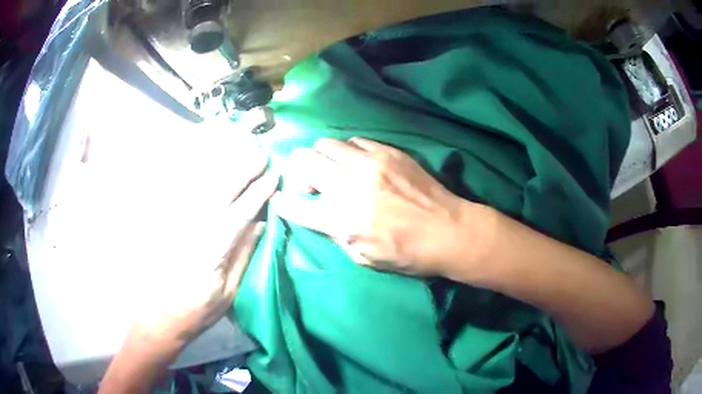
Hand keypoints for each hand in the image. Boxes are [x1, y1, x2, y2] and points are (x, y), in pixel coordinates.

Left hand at [100, 165, 277, 393]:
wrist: (157, 316)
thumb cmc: (196, 311)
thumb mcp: (228, 293)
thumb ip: (243, 255)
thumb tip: (261, 223)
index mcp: (210, 252)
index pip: (239, 213)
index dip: (259, 193)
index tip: (274, 176)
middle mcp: (191, 229)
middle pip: (219, 191)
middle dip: (243, 170)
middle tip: (261, 155)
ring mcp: (175, 223)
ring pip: (200, 186)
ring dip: (222, 166)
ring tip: (240, 151)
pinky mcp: (164, 222)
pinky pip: (181, 192)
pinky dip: (196, 174)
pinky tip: (208, 164)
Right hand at [274, 138, 469, 275]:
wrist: (448, 231)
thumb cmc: (407, 253)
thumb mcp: (363, 257)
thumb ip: (334, 233)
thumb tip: (317, 214)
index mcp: (340, 218)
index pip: (294, 204)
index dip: (283, 203)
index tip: (282, 200)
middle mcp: (348, 184)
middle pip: (303, 160)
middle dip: (298, 171)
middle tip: (311, 183)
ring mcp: (369, 163)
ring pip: (326, 143)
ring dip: (322, 158)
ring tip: (334, 171)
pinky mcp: (387, 152)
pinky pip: (355, 141)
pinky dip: (348, 152)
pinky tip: (358, 164)